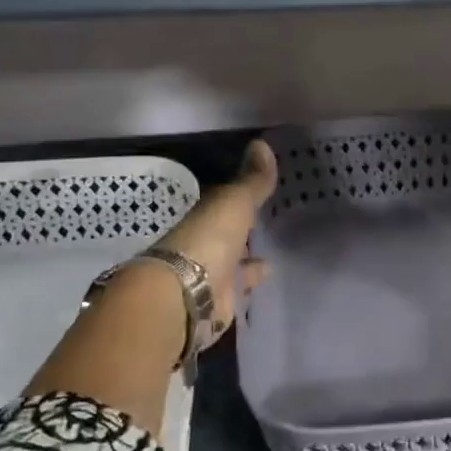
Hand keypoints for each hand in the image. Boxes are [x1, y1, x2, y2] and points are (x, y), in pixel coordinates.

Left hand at [25, 140, 277, 434]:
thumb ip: (252, 181)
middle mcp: (202, 248)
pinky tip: (266, 279)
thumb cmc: (205, 243)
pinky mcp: (218, 307)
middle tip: (265, 226)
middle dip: (241, 234)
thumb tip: (262, 143)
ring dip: (246, 262)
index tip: (259, 192)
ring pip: (232, 266)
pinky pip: (238, 290)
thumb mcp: (233, 204)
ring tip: (269, 259)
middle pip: (225, 238)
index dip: (240, 199)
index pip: (223, 207)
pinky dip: (250, 284)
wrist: (181, 299)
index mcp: (202, 220)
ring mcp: (209, 279)